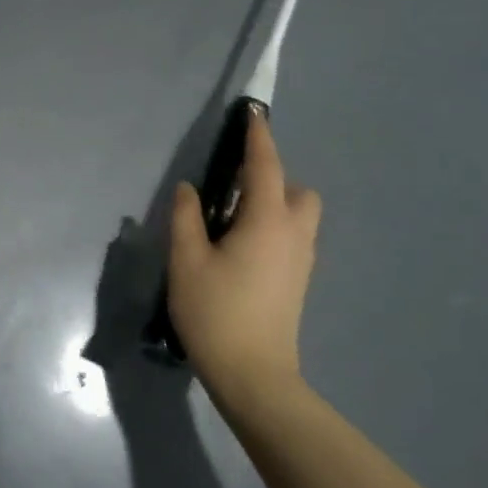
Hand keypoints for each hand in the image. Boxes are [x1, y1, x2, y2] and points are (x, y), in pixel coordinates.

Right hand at [167, 110, 321, 413]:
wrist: (254, 374)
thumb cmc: (216, 312)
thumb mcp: (187, 261)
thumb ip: (186, 218)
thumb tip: (189, 189)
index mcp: (267, 221)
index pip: (265, 166)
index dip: (258, 137)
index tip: (252, 113)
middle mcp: (293, 234)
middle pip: (296, 190)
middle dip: (272, 177)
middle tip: (232, 190)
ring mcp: (301, 260)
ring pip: (299, 215)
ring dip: (275, 203)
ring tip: (234, 221)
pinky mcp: (299, 281)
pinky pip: (294, 237)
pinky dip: (275, 227)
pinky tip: (243, 249)